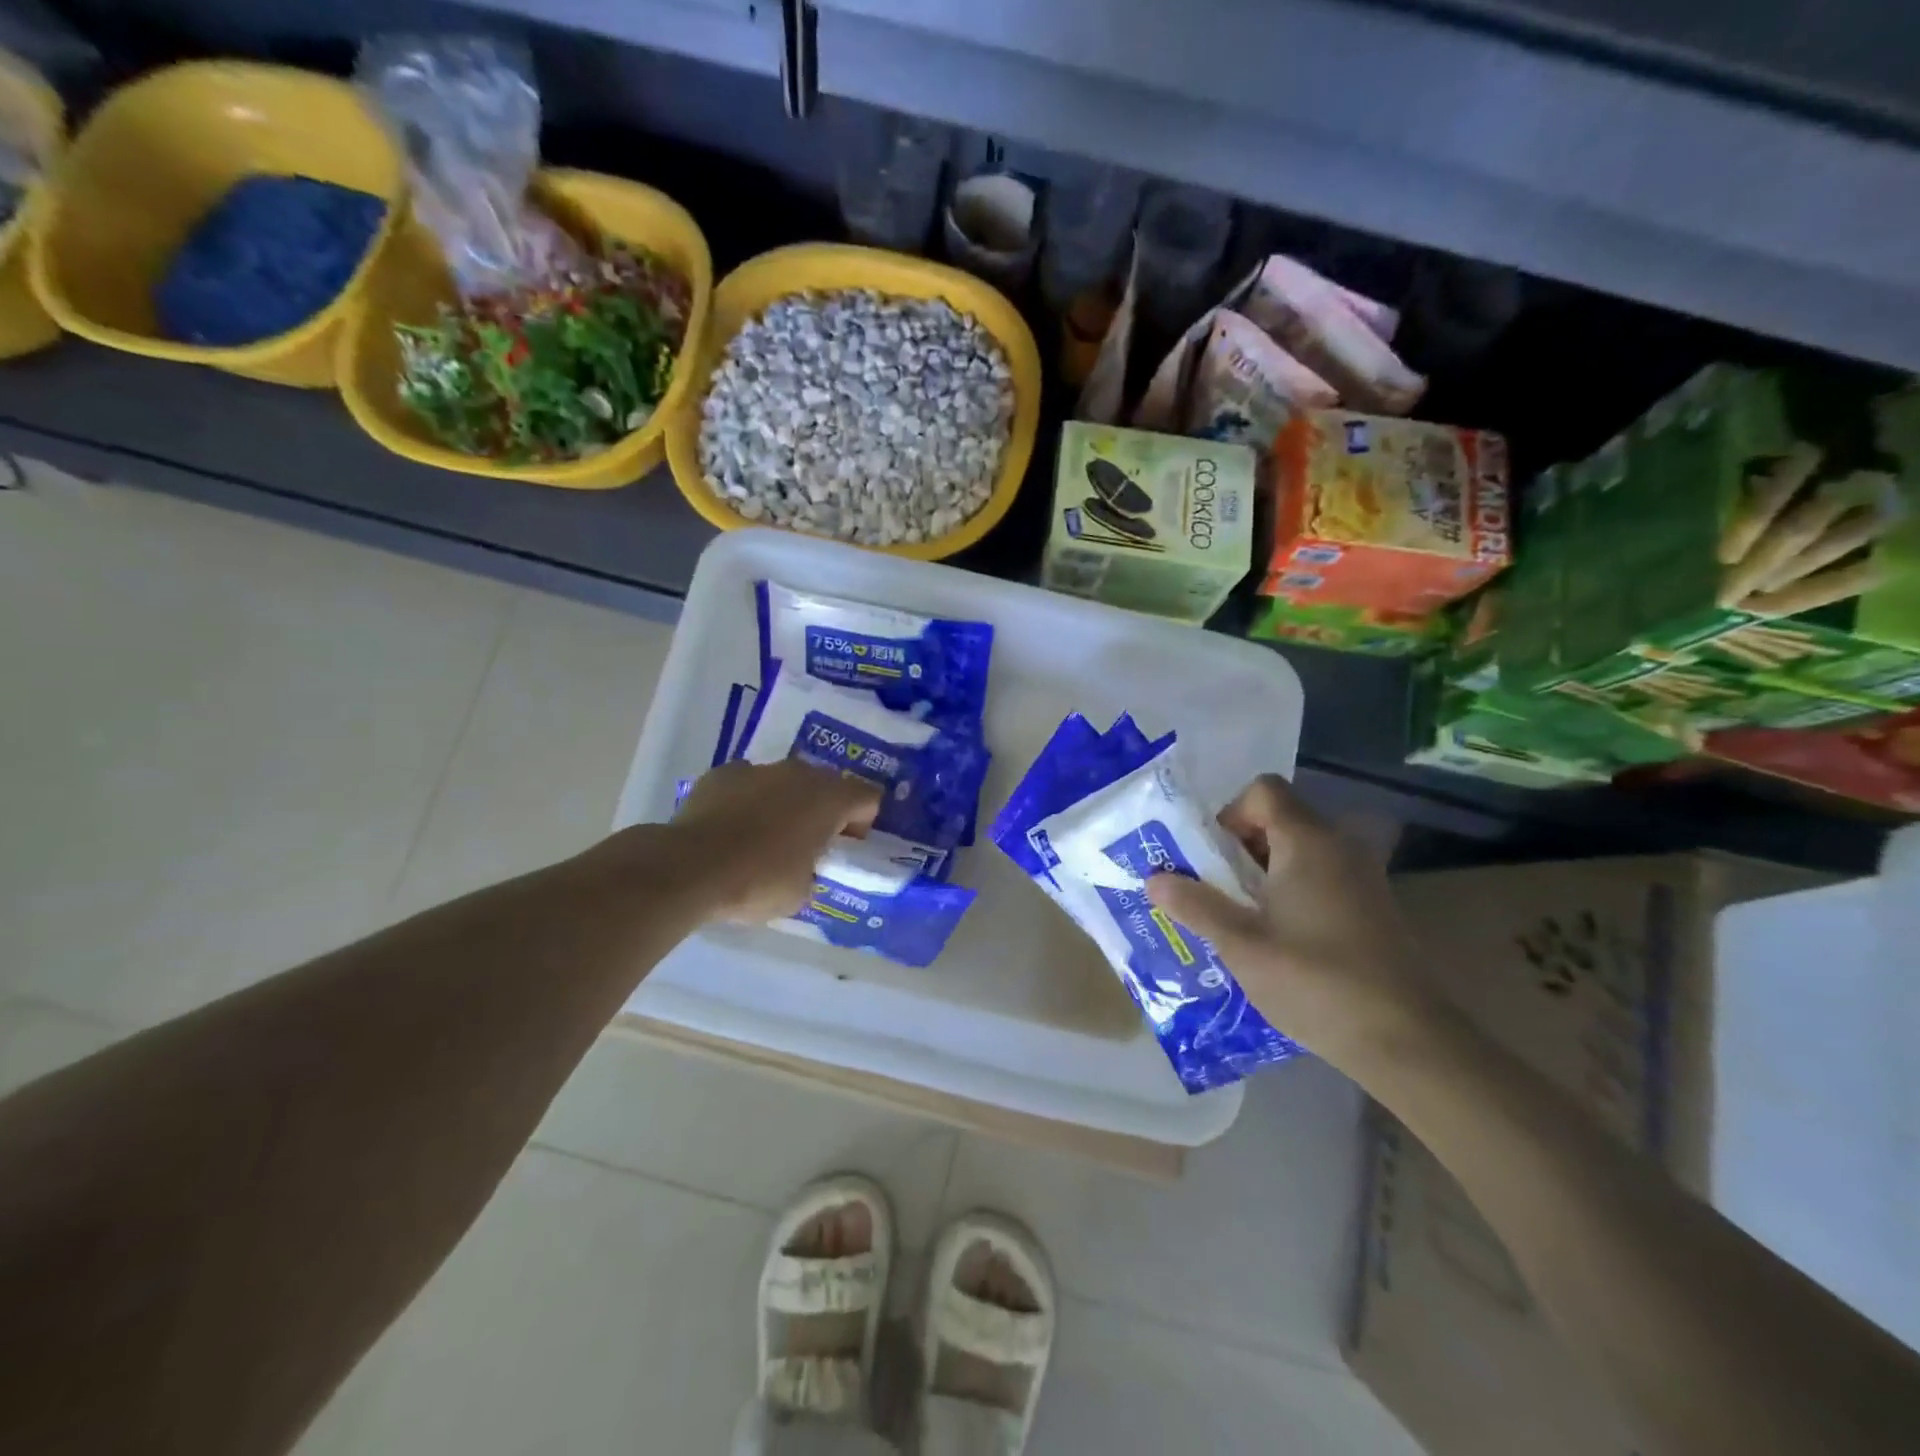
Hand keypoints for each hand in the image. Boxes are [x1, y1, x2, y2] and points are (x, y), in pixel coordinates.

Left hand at [671, 759, 881, 921]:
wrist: (691, 866)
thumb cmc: (758, 881)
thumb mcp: (801, 893)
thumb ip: (812, 871)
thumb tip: (803, 868)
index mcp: (830, 799)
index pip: (868, 798)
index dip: (862, 823)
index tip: (843, 848)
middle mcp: (800, 773)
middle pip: (827, 784)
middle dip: (824, 810)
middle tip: (810, 843)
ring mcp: (759, 768)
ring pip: (785, 781)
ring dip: (784, 803)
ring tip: (765, 837)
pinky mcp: (722, 774)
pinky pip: (747, 784)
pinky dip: (746, 801)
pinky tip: (731, 829)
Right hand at [1145, 775, 1435, 1070]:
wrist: (1407, 1041)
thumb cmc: (1315, 981)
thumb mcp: (1241, 944)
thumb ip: (1195, 905)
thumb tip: (1153, 878)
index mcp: (1308, 842)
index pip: (1263, 790)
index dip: (1230, 814)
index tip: (1212, 859)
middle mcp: (1340, 847)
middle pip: (1279, 820)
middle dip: (1239, 850)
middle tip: (1214, 892)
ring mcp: (1362, 878)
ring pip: (1298, 853)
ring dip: (1262, 875)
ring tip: (1239, 920)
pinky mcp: (1372, 908)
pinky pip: (1319, 879)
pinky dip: (1290, 893)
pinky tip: (1277, 941)